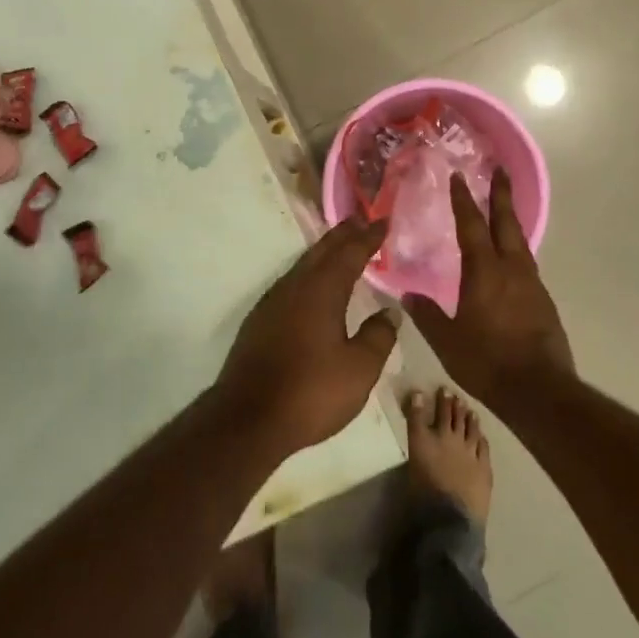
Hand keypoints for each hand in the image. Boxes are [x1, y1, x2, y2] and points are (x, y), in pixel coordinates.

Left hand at [215, 218, 399, 455]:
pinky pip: (292, 282)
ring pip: (304, 265)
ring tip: (340, 246)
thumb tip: (389, 312)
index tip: (383, 221)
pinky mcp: (260, 320)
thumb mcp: (359, 369)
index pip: (350, 253)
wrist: (248, 418)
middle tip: (361, 219)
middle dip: (343, 234)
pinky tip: (312, 286)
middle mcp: (296, 286)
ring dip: (324, 252)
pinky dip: (309, 273)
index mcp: (322, 290)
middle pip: (322, 251)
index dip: (368, 237)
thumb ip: (378, 337)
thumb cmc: (311, 391)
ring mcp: (273, 302)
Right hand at [402, 167, 573, 410]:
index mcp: (484, 271)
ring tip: (503, 210)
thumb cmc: (487, 361)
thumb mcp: (446, 341)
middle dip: (501, 194)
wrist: (540, 391)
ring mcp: (532, 284)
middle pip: (506, 222)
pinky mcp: (544, 302)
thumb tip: (407, 296)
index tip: (459, 177)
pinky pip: (527, 264)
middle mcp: (511, 269)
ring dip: (510, 221)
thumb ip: (426, 315)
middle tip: (499, 170)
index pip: (471, 225)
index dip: (463, 199)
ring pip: (520, 242)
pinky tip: (511, 260)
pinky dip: (517, 250)